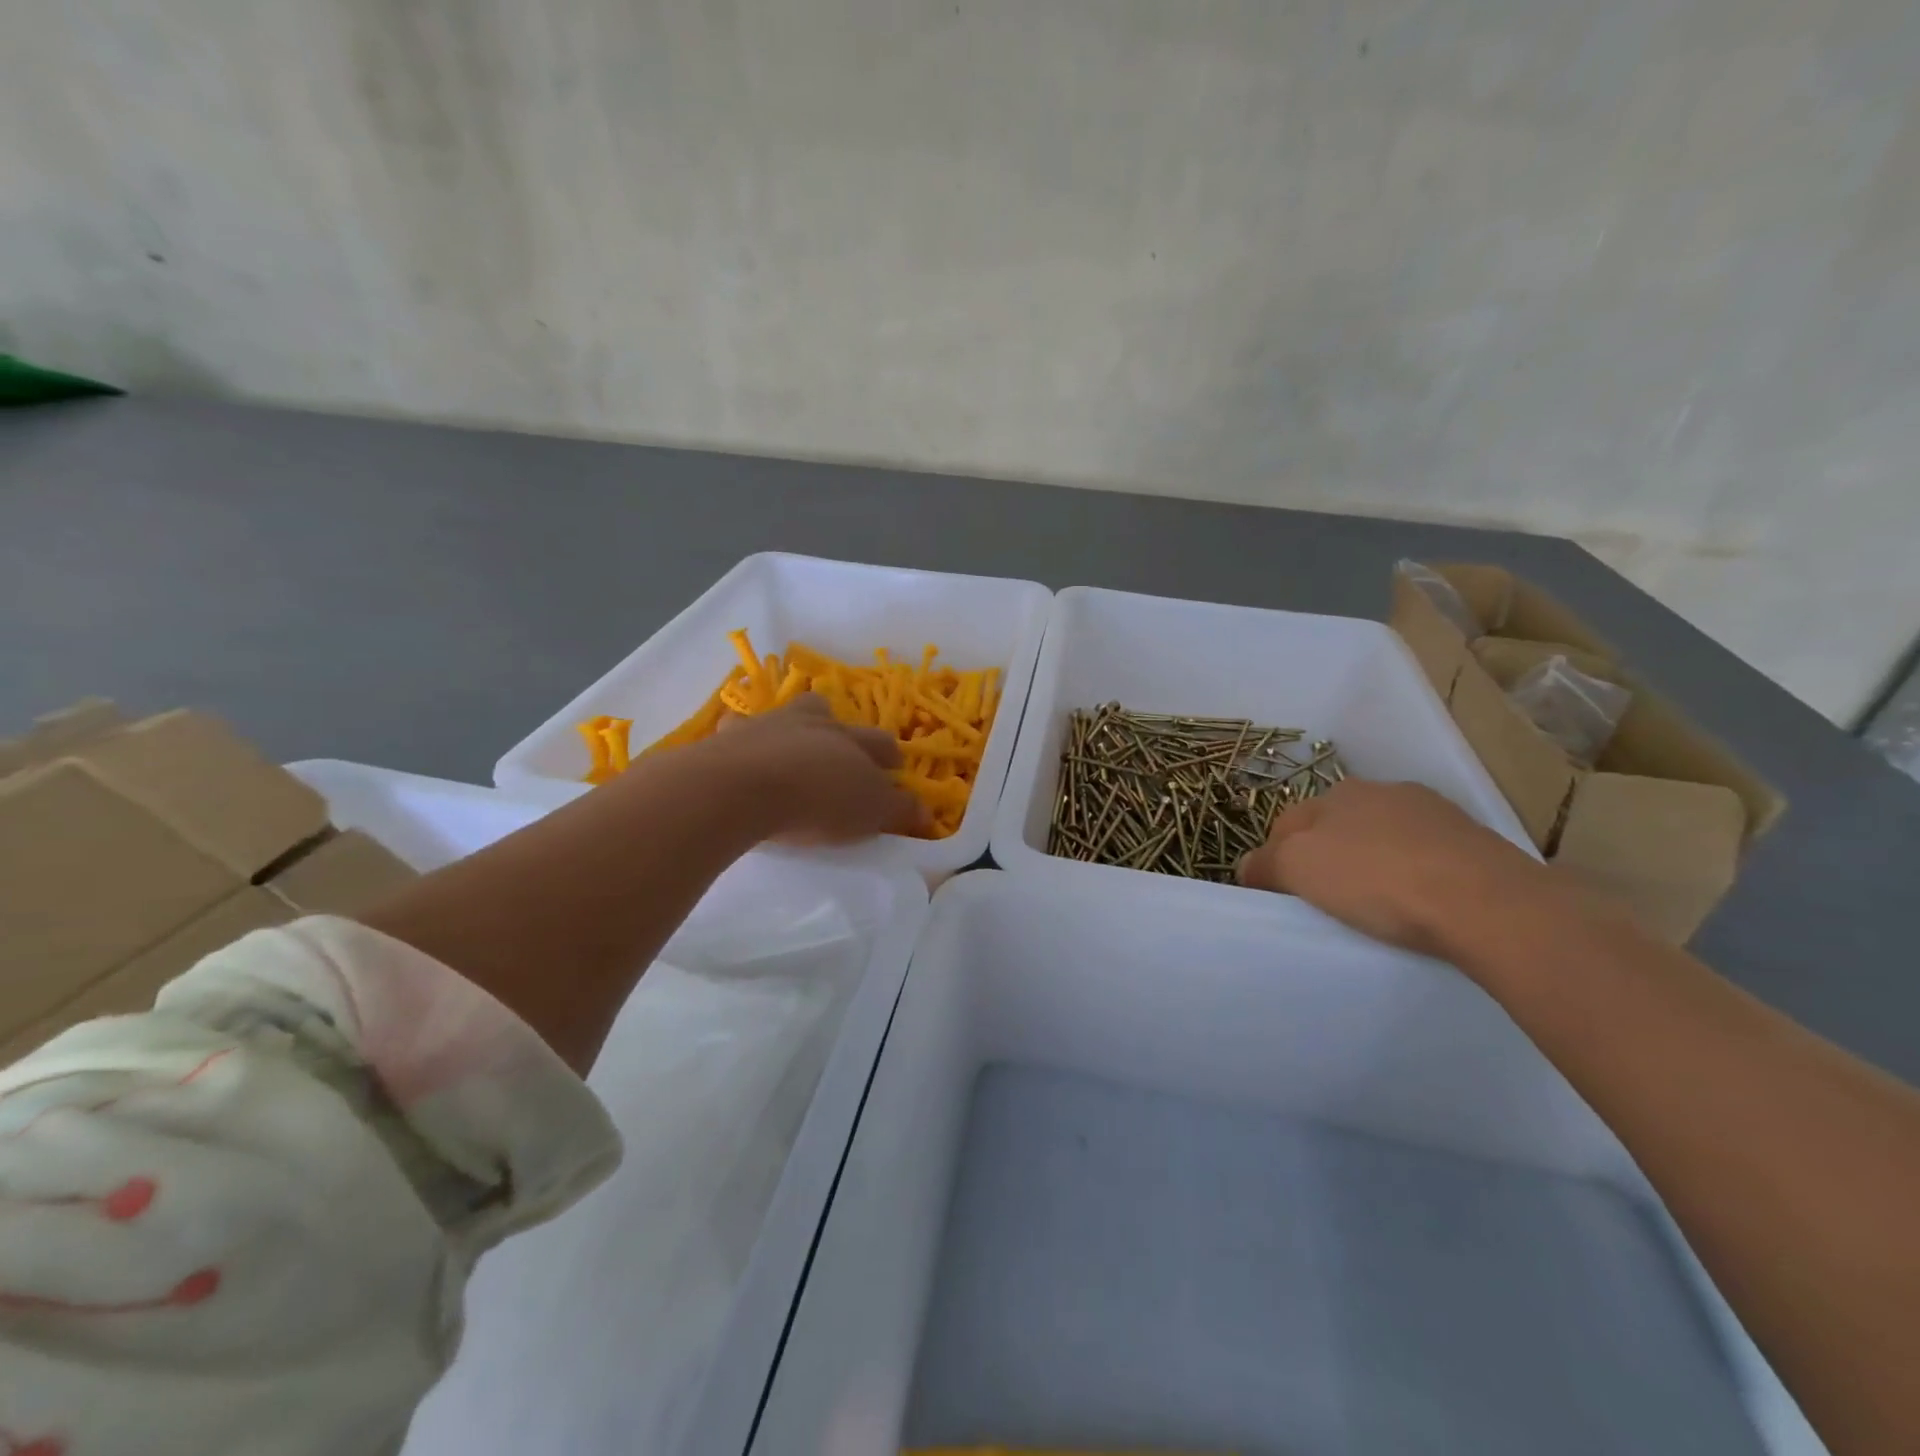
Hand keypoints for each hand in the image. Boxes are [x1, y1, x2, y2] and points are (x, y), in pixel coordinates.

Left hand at [691, 694, 932, 842]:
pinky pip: (738, 728)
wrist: (744, 786)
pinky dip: (742, 736)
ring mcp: (770, 723)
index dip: (889, 756)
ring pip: (787, 712)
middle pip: (833, 715)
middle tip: (842, 752)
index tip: (893, 769)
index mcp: (852, 740)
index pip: (881, 743)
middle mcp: (814, 722)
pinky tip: (740, 752)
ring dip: (794, 725)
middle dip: (841, 729)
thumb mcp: (870, 812)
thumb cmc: (817, 800)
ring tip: (792, 746)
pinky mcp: (730, 735)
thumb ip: (899, 810)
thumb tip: (927, 812)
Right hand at [1237, 780, 1555, 956]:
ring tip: (1378, 906)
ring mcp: (1433, 813)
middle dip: (1325, 857)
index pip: (1287, 823)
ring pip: (1382, 839)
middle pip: (1335, 827)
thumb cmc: (1376, 879)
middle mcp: (1382, 791)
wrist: (1487, 902)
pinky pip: (1424, 856)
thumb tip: (1249, 867)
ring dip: (1372, 863)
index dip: (1276, 859)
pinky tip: (1420, 903)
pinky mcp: (1473, 841)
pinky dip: (1414, 875)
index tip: (1281, 895)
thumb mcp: (1298, 869)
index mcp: (1336, 793)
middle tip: (1326, 901)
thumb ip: (1264, 864)